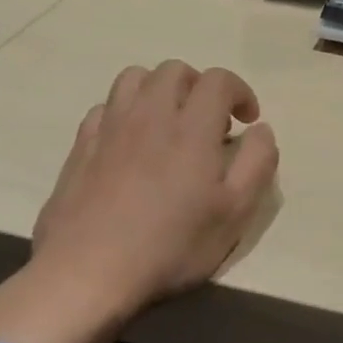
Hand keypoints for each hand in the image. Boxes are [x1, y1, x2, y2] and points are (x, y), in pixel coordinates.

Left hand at [0, 61, 278, 342]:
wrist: (88, 271)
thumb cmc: (171, 245)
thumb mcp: (235, 214)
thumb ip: (257, 163)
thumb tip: (261, 130)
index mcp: (192, 128)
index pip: (218, 80)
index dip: (240, 92)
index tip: (247, 120)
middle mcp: (149, 115)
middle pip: (174, 71)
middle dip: (200, 86)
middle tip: (211, 123)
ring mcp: (109, 128)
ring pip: (134, 79)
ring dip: (159, 90)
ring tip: (170, 123)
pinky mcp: (80, 147)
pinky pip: (105, 108)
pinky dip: (126, 113)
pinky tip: (131, 143)